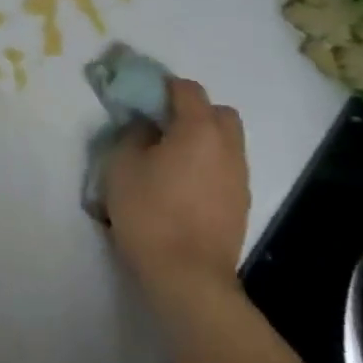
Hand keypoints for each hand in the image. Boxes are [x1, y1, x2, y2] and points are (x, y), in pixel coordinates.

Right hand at [105, 77, 249, 307]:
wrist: (187, 276)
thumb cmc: (149, 212)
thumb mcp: (122, 165)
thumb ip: (133, 134)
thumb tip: (146, 126)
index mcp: (199, 130)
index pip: (187, 90)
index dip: (163, 86)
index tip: (141, 96)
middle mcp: (227, 148)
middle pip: (219, 113)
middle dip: (193, 111)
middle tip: (161, 125)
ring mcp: (239, 178)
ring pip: (226, 142)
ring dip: (202, 139)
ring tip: (169, 157)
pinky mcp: (240, 204)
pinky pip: (226, 168)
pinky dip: (208, 165)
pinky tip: (182, 184)